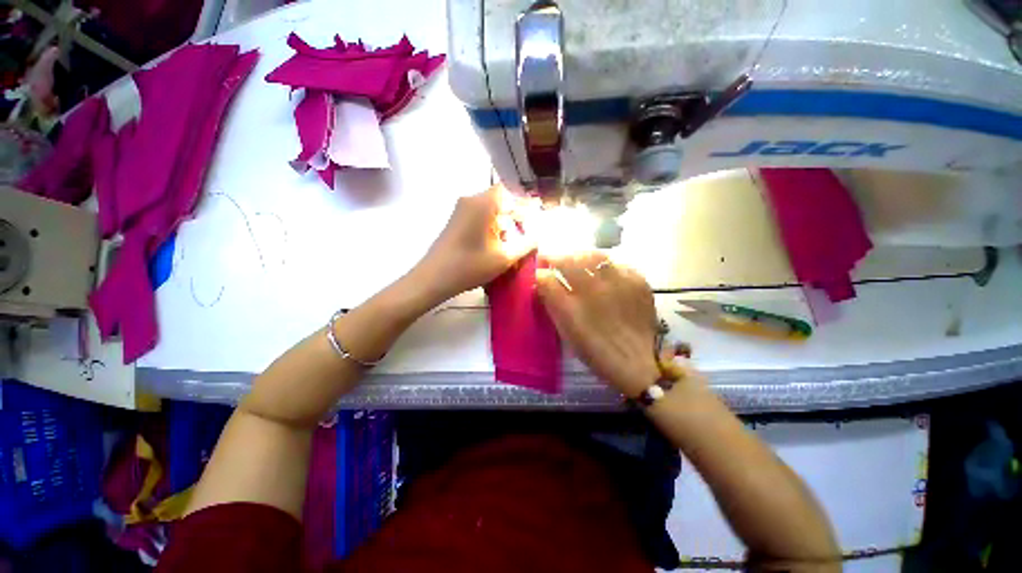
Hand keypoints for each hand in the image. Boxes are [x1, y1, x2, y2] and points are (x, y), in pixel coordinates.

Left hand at [413, 185, 535, 302]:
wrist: (434, 279)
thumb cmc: (470, 266)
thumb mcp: (504, 257)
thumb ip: (526, 244)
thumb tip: (539, 235)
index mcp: (483, 203)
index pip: (510, 191)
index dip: (525, 203)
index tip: (536, 220)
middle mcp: (470, 200)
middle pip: (500, 200)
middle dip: (516, 216)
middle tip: (528, 234)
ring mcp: (461, 210)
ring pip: (490, 210)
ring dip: (504, 223)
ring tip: (514, 243)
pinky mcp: (456, 221)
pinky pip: (480, 217)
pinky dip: (493, 227)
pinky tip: (498, 245)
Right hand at [536, 252, 660, 397]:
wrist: (635, 363)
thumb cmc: (594, 350)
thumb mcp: (566, 329)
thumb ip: (552, 301)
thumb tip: (541, 278)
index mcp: (578, 300)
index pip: (554, 271)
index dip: (544, 263)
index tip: (539, 263)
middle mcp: (599, 286)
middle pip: (575, 258)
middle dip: (561, 257)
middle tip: (555, 262)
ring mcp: (622, 282)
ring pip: (596, 256)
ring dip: (581, 257)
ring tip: (577, 263)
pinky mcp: (639, 283)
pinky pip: (618, 264)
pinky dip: (605, 265)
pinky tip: (603, 274)